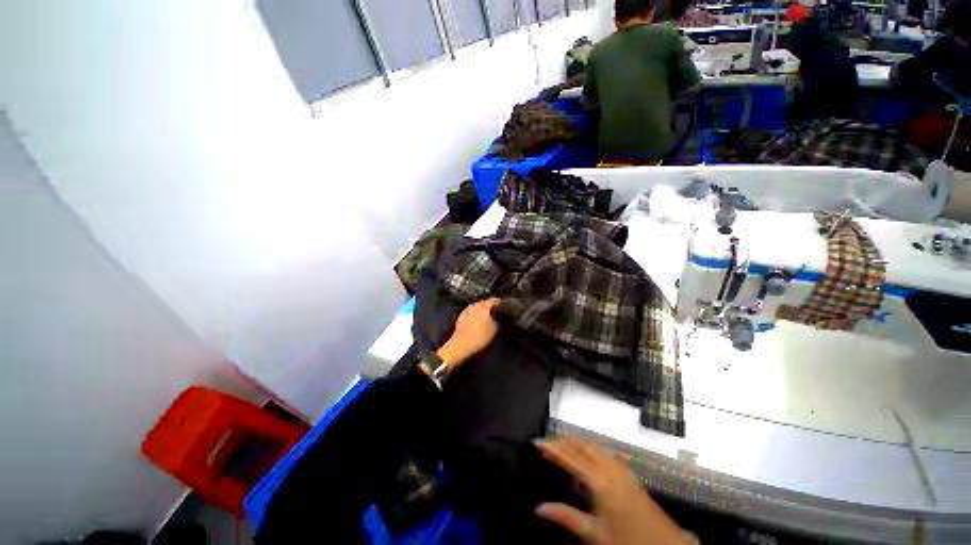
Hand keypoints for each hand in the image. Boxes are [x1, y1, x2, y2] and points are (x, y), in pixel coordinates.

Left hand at [437, 298, 500, 366]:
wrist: (461, 345)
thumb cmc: (480, 337)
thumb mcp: (494, 330)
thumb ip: (497, 321)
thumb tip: (498, 317)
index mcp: (484, 307)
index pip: (493, 300)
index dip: (498, 301)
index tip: (502, 303)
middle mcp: (475, 306)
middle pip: (483, 302)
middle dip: (489, 304)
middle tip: (495, 309)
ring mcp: (467, 311)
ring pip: (476, 306)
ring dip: (481, 308)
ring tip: (486, 313)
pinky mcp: (461, 317)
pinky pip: (470, 311)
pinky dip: (474, 313)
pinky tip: (476, 317)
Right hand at [535, 437, 688, 544]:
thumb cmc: (627, 542)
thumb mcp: (595, 535)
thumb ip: (566, 517)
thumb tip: (538, 508)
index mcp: (599, 482)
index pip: (570, 457)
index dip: (552, 448)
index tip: (537, 442)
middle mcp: (609, 468)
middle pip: (581, 445)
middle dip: (562, 442)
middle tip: (546, 445)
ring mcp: (620, 468)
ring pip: (592, 446)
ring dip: (574, 443)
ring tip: (559, 447)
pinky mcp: (627, 472)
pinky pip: (602, 451)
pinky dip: (587, 448)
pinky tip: (583, 457)